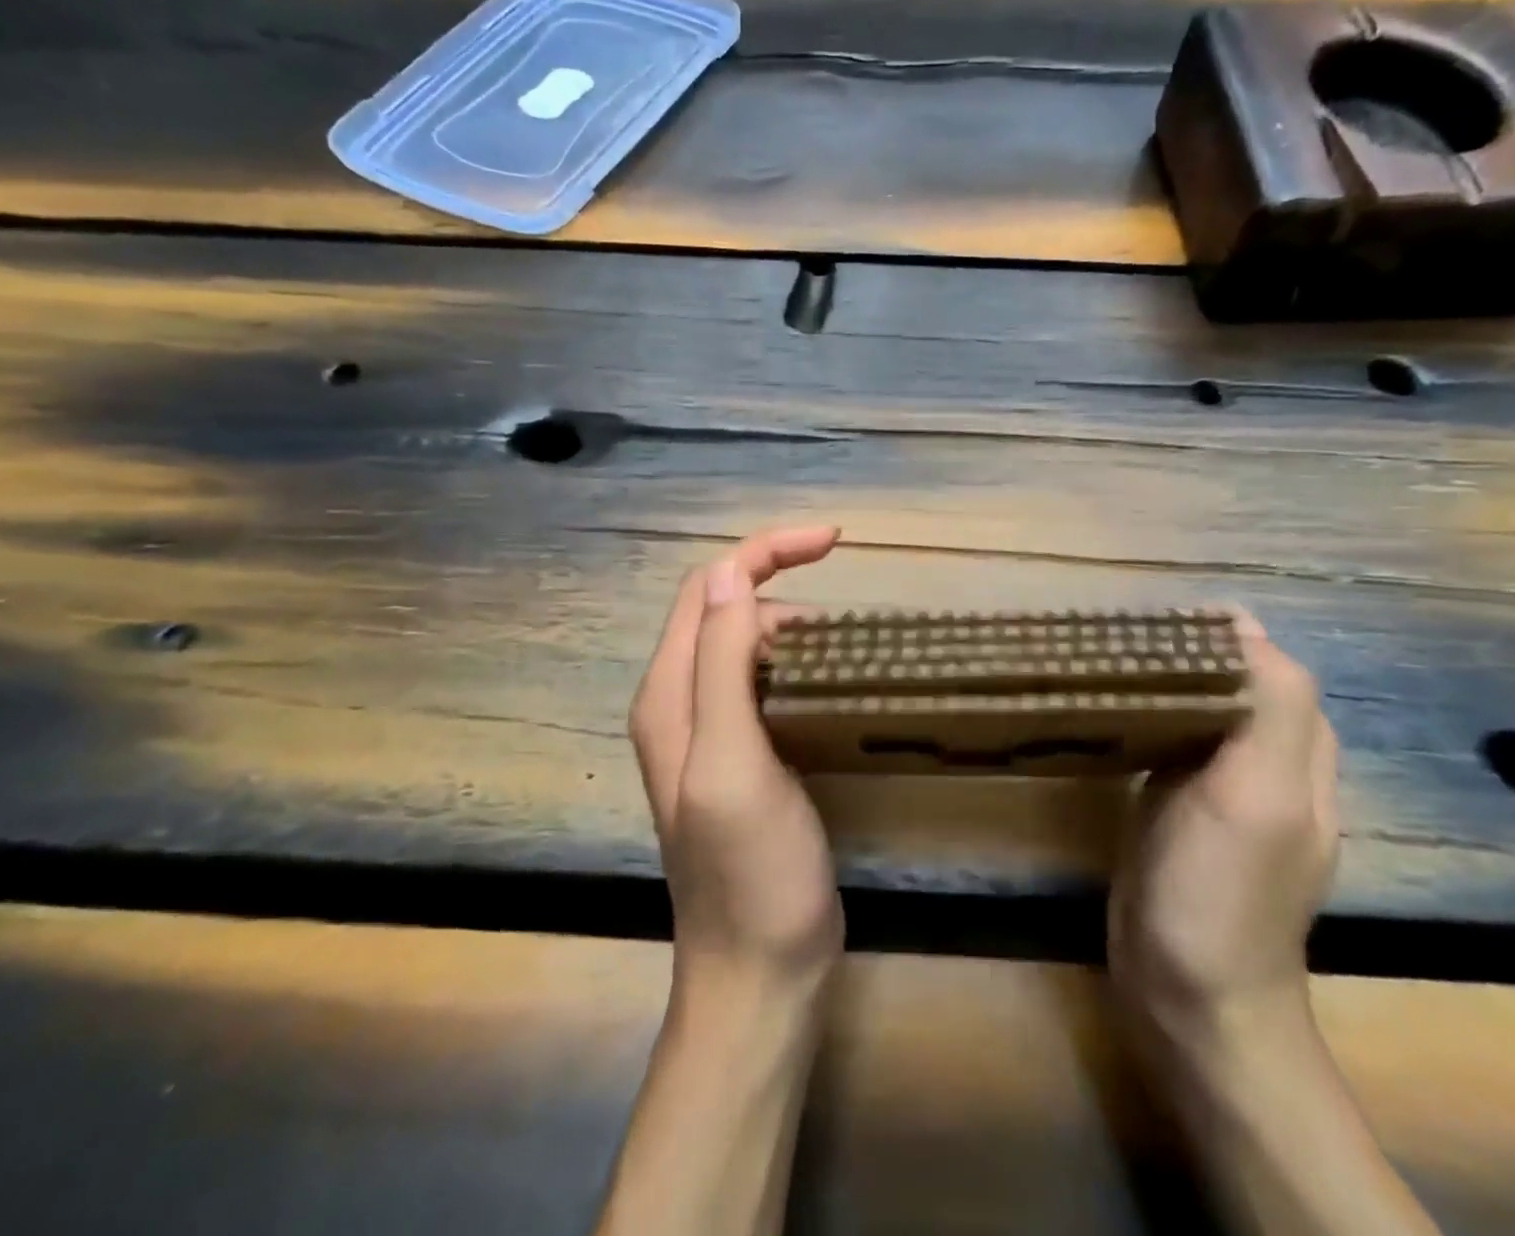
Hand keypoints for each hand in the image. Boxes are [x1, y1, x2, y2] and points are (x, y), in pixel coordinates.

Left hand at [629, 525, 844, 993]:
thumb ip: (722, 666)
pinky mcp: (747, 755)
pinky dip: (798, 663)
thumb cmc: (750, 871)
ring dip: (792, 625)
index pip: (709, 588)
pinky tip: (831, 680)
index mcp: (670, 695)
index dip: (764, 552)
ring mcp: (714, 731)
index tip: (834, 541)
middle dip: (780, 585)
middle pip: (725, 609)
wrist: (760, 972)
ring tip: (844, 647)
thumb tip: (730, 575)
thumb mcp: (732, 762)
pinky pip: (765, 682)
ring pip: (747, 644)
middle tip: (841, 618)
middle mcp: (682, 703)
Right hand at [1108, 613, 1338, 1045]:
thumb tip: (1241, 623)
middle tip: (1117, 637)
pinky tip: (1106, 708)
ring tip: (1105, 659)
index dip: (1216, 633)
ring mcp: (1215, 787)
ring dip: (1159, 678)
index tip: (1153, 619)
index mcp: (1295, 750)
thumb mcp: (1258, 794)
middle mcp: (1262, 761)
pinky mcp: (1173, 806)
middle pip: (1228, 680)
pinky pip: (1165, 740)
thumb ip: (1270, 708)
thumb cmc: (1222, 892)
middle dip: (1182, 649)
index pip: (1264, 662)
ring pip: (1194, 707)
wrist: (1187, 996)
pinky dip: (1142, 714)